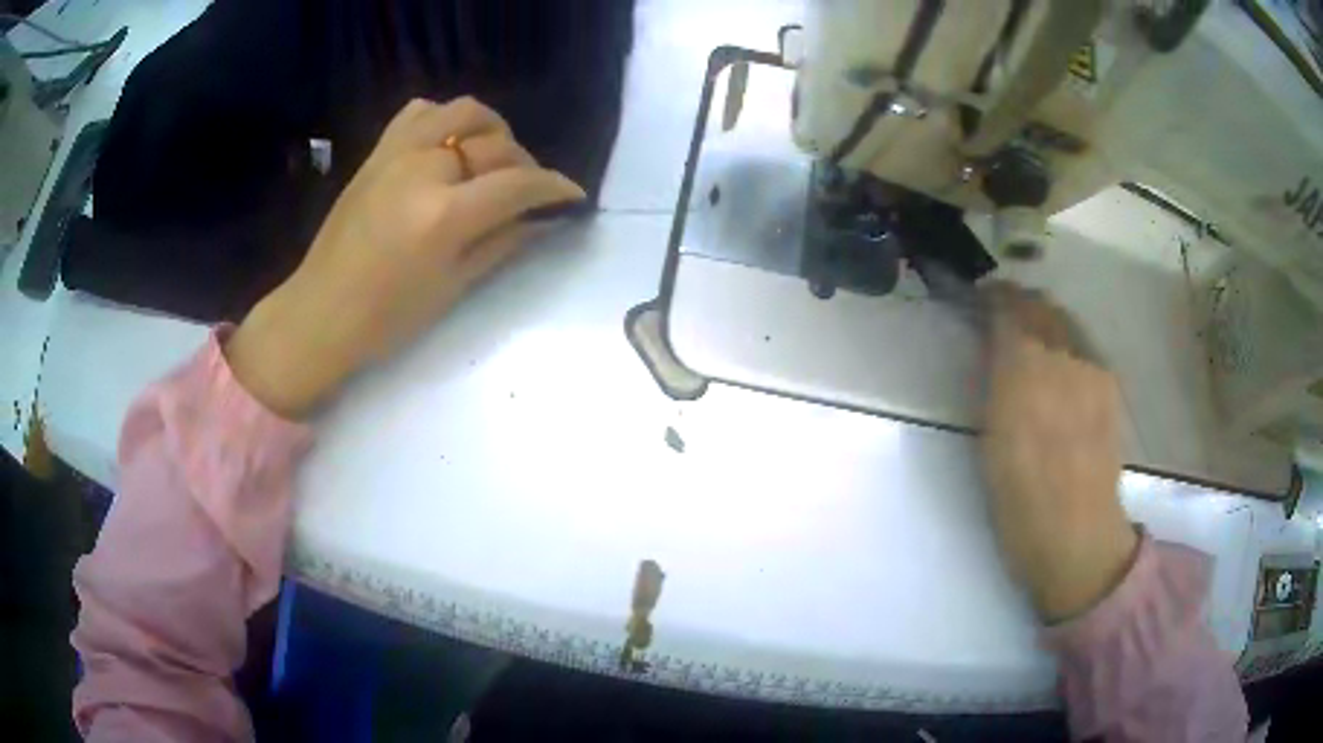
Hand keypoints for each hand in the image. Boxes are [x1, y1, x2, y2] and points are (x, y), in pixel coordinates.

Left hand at [225, 97, 585, 417]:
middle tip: (528, 191)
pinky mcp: (377, 152)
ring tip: (492, 157)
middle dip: (525, 164)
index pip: (518, 183)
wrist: (320, 313)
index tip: (573, 195)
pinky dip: (445, 119)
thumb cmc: (386, 318)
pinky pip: (419, 112)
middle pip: (496, 144)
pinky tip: (449, 145)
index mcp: (444, 215)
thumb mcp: (453, 286)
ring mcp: (397, 153)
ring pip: (464, 112)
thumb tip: (545, 220)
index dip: (554, 186)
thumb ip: (503, 243)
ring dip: (491, 129)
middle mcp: (424, 169)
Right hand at [980, 284, 1138, 622]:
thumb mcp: (988, 439)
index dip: (991, 297)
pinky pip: (1084, 346)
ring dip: (1044, 320)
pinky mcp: (1110, 385)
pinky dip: (1066, 342)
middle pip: (1041, 305)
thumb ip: (991, 382)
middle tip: (1001, 315)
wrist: (1077, 535)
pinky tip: (1059, 368)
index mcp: (1024, 371)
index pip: (1008, 307)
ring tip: (1030, 339)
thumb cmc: (1019, 500)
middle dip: (1019, 302)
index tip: (977, 300)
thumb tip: (990, 346)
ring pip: (1066, 322)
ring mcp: (1093, 369)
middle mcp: (1063, 356)